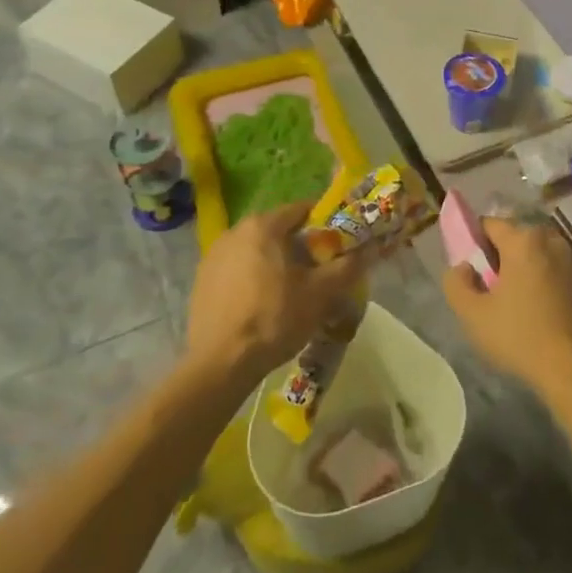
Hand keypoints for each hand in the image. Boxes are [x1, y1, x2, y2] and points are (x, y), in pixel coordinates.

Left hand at [184, 200, 374, 390]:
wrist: (220, 363)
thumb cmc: (274, 318)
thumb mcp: (320, 293)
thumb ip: (347, 267)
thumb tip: (370, 250)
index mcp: (263, 225)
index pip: (302, 209)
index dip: (326, 224)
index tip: (340, 244)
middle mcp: (234, 232)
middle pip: (278, 230)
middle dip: (301, 247)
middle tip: (321, 271)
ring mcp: (213, 256)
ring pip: (257, 251)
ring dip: (277, 263)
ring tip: (294, 292)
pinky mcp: (202, 282)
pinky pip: (237, 270)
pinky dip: (254, 279)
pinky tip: (263, 305)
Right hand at [442, 217, 571, 401]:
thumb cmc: (520, 337)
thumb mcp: (472, 314)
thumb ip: (456, 282)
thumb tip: (464, 267)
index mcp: (523, 240)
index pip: (488, 224)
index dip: (473, 244)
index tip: (470, 272)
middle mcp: (550, 240)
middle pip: (513, 239)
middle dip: (498, 258)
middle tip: (489, 291)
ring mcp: (571, 260)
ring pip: (534, 255)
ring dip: (520, 270)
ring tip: (512, 304)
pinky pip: (551, 270)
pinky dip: (539, 281)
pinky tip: (535, 311)